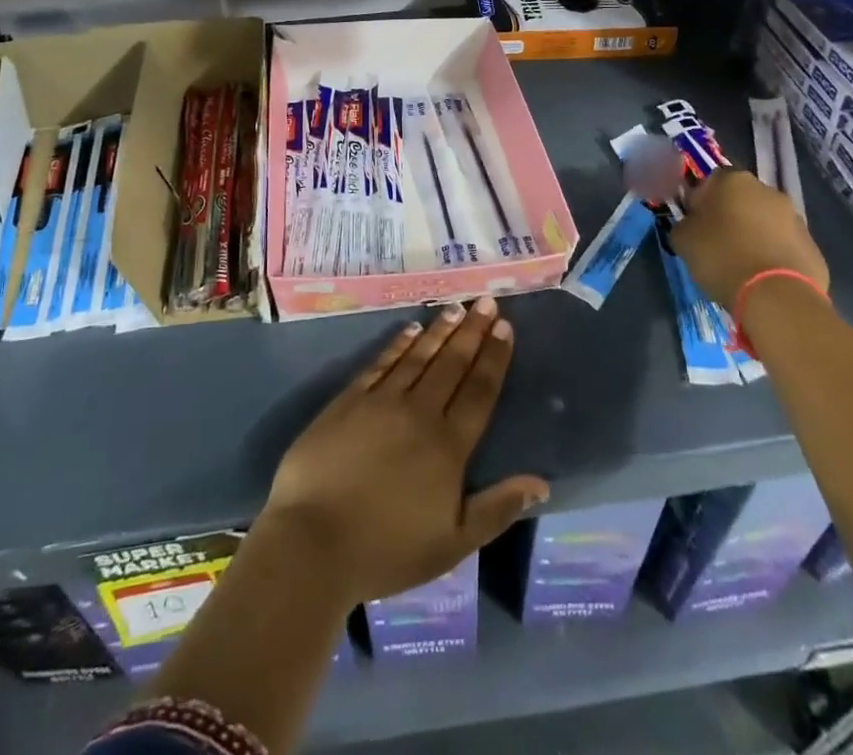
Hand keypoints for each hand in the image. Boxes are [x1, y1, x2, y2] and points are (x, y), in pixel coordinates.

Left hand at [258, 297, 549, 606]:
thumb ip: (496, 509)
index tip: (505, 328)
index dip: (494, 358)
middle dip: (472, 331)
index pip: (479, 392)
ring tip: (456, 308)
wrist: (313, 542)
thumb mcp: (452, 544)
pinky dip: (399, 344)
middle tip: (486, 302)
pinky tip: (411, 329)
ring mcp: (381, 402)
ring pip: (419, 356)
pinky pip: (381, 363)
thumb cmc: (386, 551)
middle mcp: (419, 413)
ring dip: (440, 331)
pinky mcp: (349, 400)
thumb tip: (540, 482)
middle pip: (452, 364)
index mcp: (448, 447)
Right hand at [670, 170, 829, 312]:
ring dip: (753, 235)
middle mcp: (767, 190)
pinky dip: (773, 255)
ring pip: (765, 222)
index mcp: (733, 180)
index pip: (709, 181)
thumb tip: (692, 224)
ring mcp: (794, 218)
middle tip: (716, 244)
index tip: (694, 224)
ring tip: (740, 265)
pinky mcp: (812, 246)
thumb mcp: (682, 239)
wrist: (776, 296)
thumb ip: (685, 223)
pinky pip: (784, 245)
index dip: (699, 202)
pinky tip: (762, 277)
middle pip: (741, 199)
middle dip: (729, 216)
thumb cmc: (721, 257)